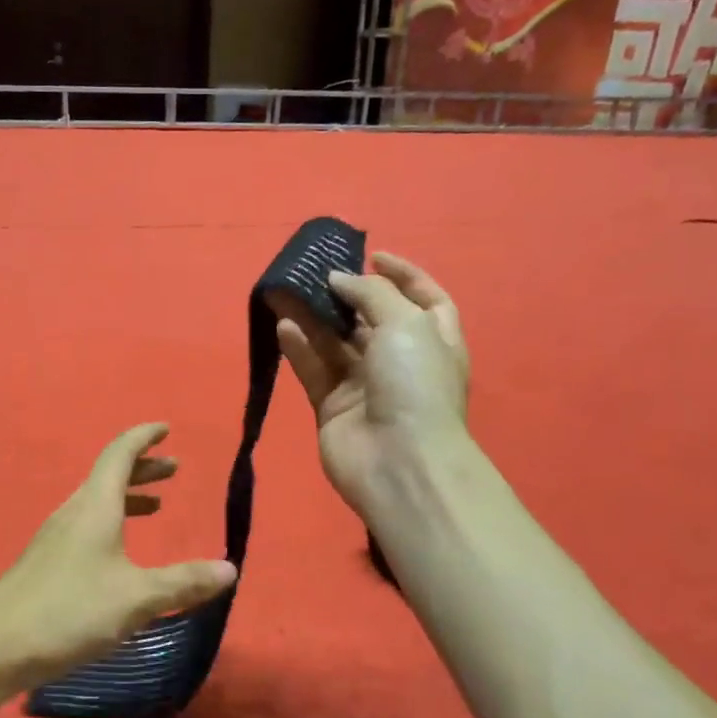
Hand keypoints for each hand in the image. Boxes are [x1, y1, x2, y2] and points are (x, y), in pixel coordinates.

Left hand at [0, 423, 236, 693]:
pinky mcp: (47, 562)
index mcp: (95, 506)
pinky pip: (86, 524)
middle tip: (174, 469)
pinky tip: (120, 553)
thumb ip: (183, 582)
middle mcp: (74, 512)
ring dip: (128, 496)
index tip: (165, 428)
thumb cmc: (70, 610)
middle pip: (109, 475)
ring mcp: (55, 537)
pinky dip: (112, 521)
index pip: (120, 454)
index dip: (143, 437)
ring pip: (97, 501)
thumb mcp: (136, 598)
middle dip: (143, 468)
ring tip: (156, 506)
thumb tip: (230, 568)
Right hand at [271, 251, 470, 516]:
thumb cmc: (415, 384)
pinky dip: (299, 347)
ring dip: (312, 316)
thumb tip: (338, 279)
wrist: (400, 462)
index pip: (423, 297)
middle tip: (315, 271)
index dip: (402, 274)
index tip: (373, 255)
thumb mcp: (405, 323)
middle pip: (371, 318)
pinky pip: (314, 368)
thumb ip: (370, 293)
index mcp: (434, 339)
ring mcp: (366, 385)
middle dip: (345, 292)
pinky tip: (283, 325)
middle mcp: (401, 360)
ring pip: (335, 341)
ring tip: (286, 290)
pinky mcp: (333, 406)